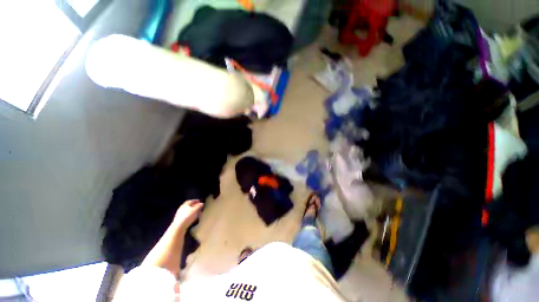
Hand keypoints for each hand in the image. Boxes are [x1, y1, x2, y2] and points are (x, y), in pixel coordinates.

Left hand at [174, 200, 202, 229]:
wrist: (178, 227)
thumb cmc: (187, 217)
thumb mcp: (195, 210)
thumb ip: (199, 206)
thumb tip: (201, 203)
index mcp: (185, 205)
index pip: (190, 201)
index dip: (195, 201)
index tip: (199, 201)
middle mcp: (181, 209)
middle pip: (189, 206)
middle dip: (194, 206)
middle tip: (199, 208)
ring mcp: (179, 215)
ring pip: (188, 212)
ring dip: (193, 212)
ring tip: (197, 214)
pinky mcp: (179, 221)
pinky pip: (186, 216)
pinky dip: (190, 216)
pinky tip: (193, 219)